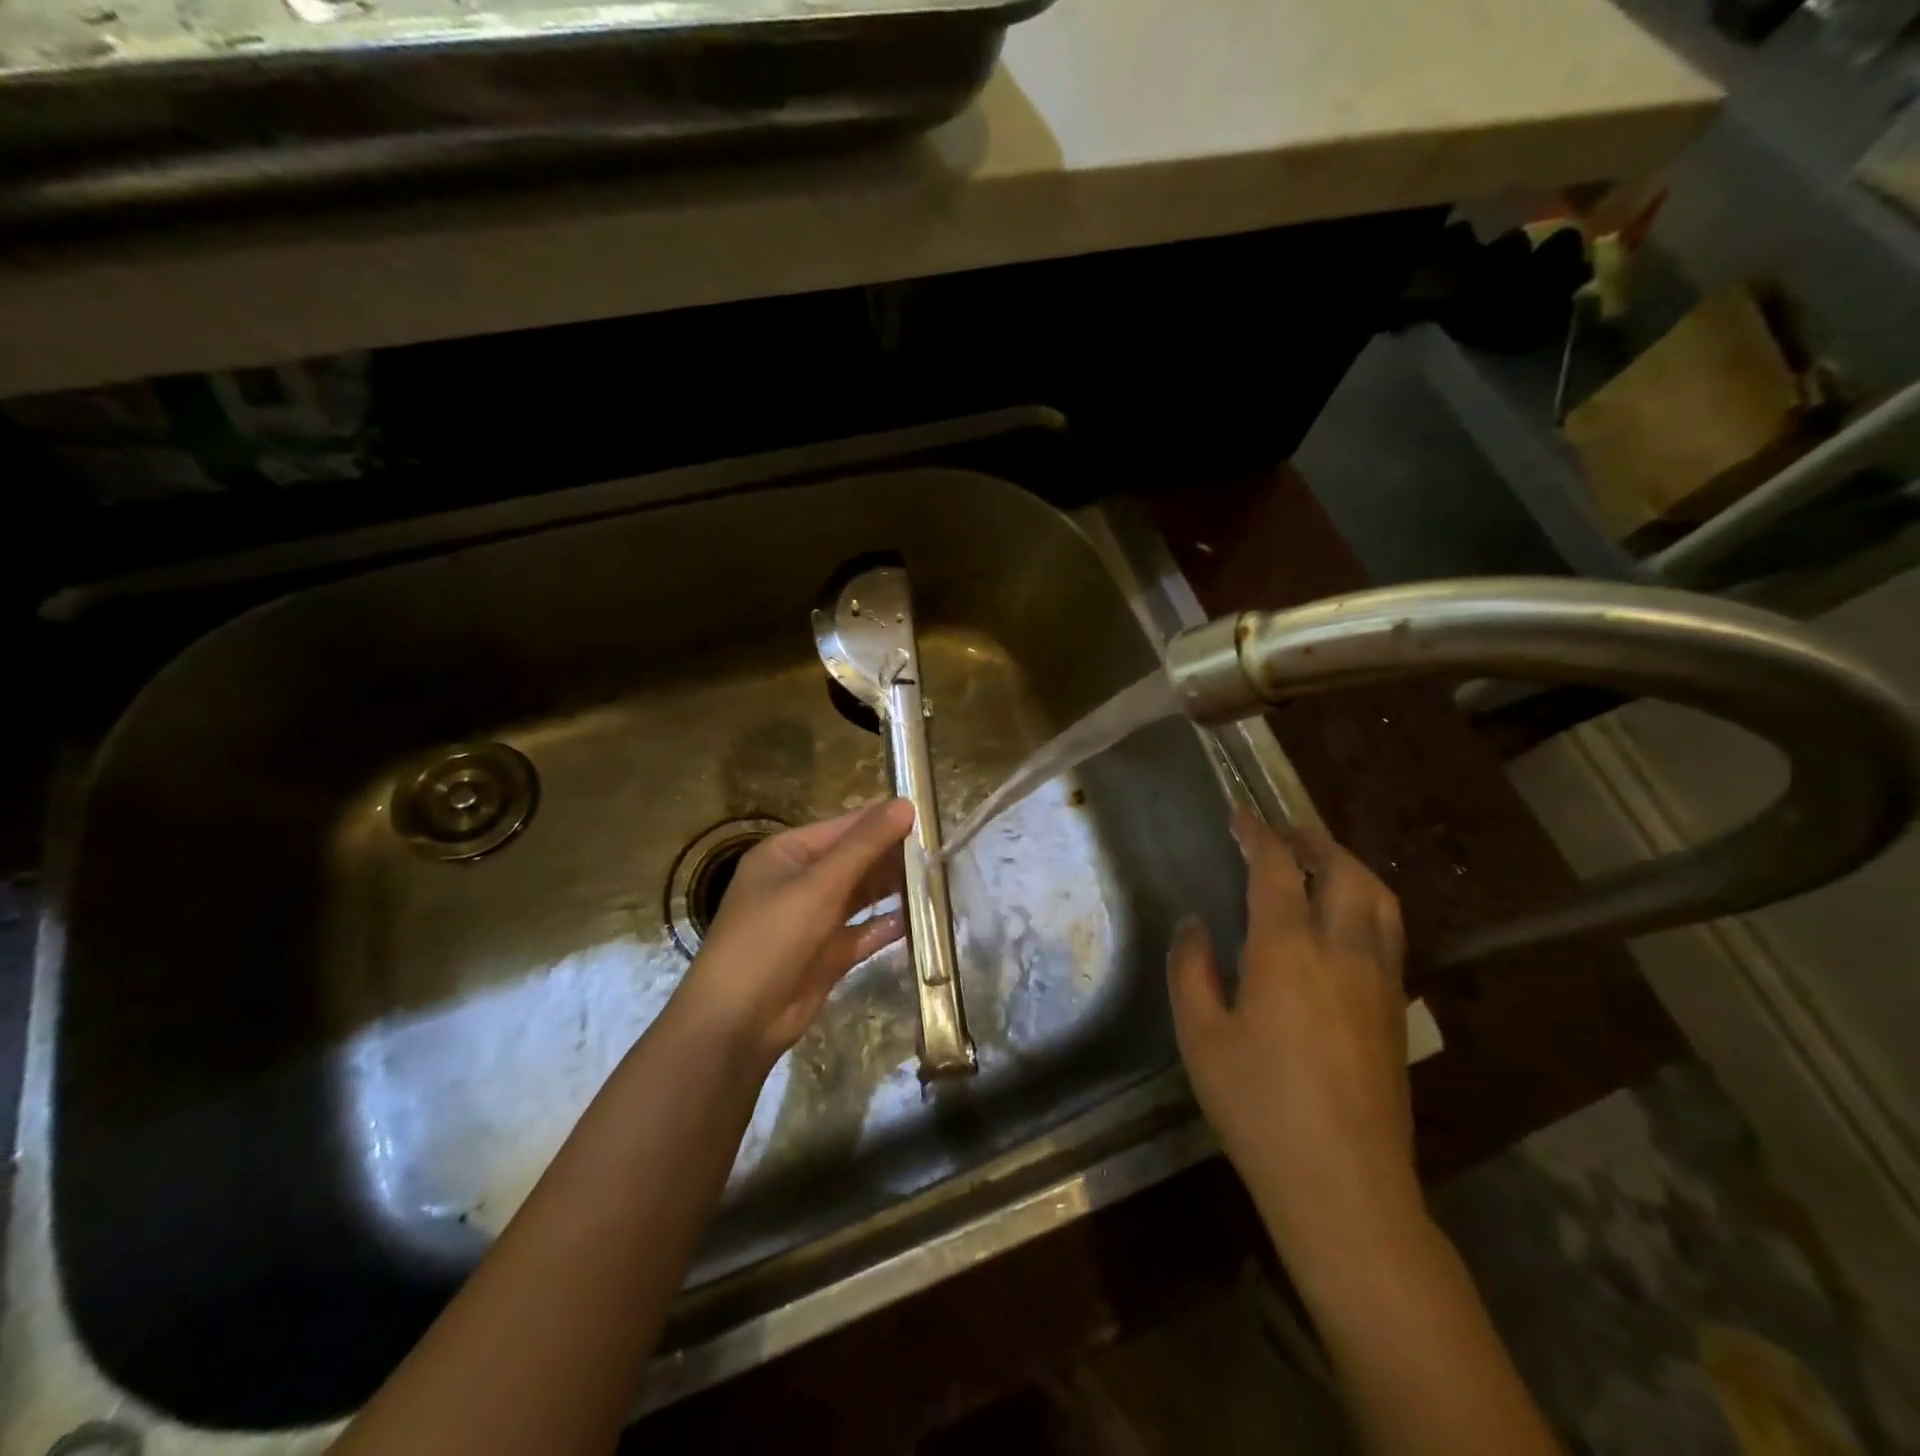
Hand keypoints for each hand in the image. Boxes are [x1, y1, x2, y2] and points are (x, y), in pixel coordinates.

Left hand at [674, 799, 913, 1066]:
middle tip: (941, 849)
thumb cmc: (772, 937)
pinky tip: (920, 920)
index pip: (843, 827)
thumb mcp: (819, 884)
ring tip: (937, 878)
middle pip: (855, 860)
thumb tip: (905, 803)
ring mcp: (814, 919)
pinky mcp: (827, 955)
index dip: (883, 820)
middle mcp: (800, 881)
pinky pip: (864, 932)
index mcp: (787, 854)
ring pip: (862, 896)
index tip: (928, 816)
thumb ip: (864, 845)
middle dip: (893, 855)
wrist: (737, 1021)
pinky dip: (888, 925)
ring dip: (894, 888)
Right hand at [1169, 812, 1419, 1270]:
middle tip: (1282, 834)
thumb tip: (1194, 925)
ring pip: (1379, 899)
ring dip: (1348, 867)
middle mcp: (1343, 952)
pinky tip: (1342, 923)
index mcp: (1288, 951)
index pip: (1277, 869)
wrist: (1345, 1187)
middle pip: (1344, 871)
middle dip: (1313, 840)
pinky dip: (1366, 903)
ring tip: (1318, 864)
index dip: (1258, 834)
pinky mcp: (1396, 1011)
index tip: (1239, 815)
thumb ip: (1191, 970)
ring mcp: (1380, 981)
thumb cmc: (1259, 1108)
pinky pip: (1387, 933)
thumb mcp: (1201, 1037)